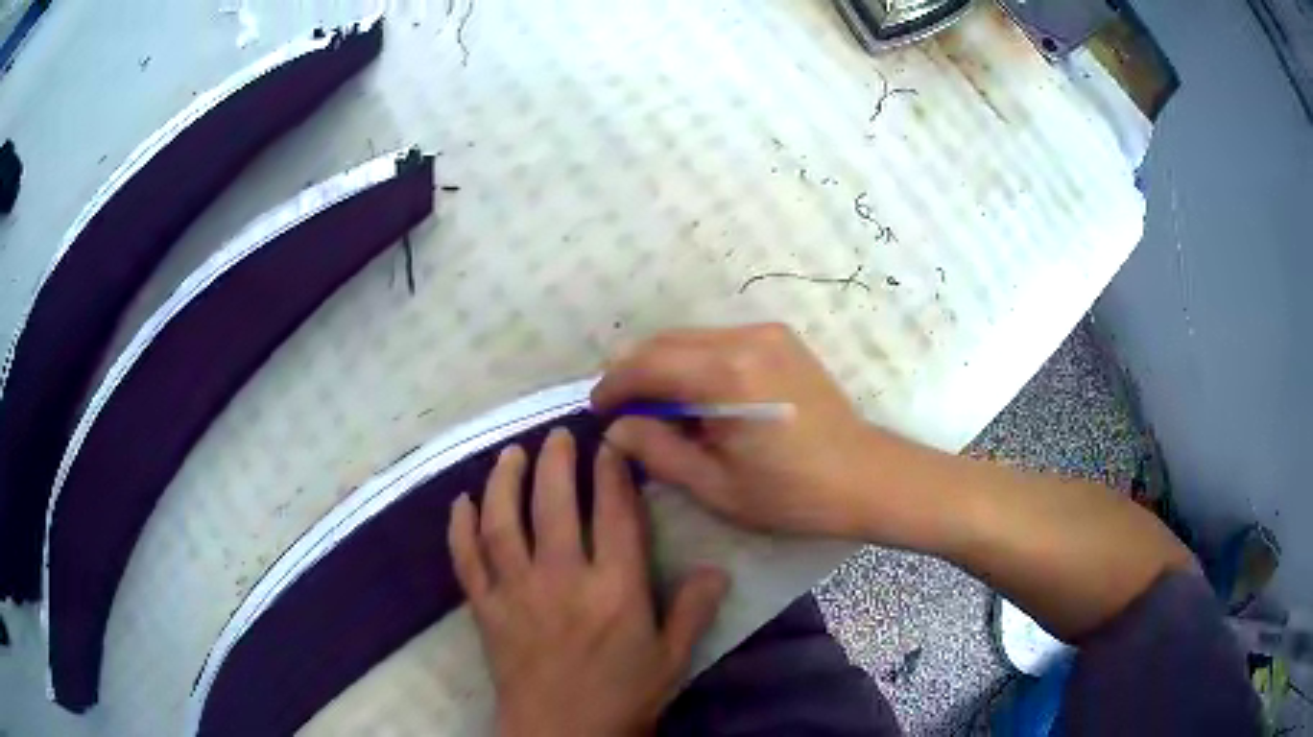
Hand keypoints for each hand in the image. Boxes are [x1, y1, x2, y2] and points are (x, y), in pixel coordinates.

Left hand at [447, 429, 727, 736]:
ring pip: (504, 522)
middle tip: (556, 435)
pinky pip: (466, 560)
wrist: (562, 735)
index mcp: (616, 590)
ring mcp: (517, 592)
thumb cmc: (623, 698)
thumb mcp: (672, 659)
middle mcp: (563, 580)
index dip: (613, 473)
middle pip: (554, 505)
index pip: (615, 515)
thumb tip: (716, 570)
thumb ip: (693, 611)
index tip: (610, 444)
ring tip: (511, 453)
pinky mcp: (485, 609)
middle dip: (556, 462)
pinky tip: (461, 501)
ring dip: (505, 481)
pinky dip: (459, 528)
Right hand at [592, 324, 893, 537]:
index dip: (613, 386)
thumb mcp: (716, 486)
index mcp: (726, 376)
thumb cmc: (791, 494)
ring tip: (656, 408)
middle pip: (664, 342)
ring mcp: (766, 333)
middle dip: (633, 372)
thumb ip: (657, 451)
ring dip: (663, 366)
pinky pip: (718, 341)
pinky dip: (693, 363)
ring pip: (690, 338)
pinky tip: (696, 398)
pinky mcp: (780, 339)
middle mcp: (744, 339)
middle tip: (621, 410)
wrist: (865, 477)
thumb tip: (617, 428)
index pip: (647, 365)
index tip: (596, 410)